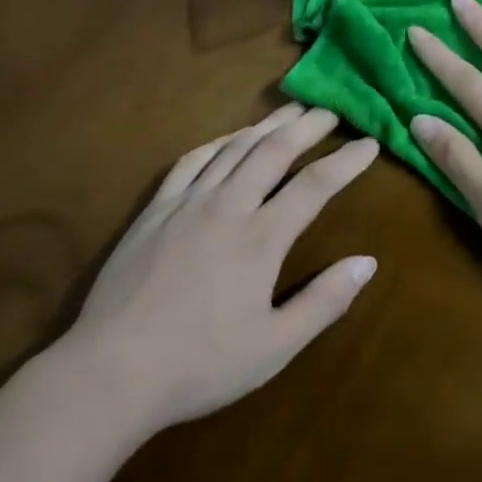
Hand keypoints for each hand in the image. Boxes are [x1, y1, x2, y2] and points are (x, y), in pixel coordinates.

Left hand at [73, 103, 380, 433]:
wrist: (112, 371)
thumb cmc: (201, 364)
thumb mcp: (274, 347)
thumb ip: (324, 301)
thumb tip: (368, 262)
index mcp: (260, 239)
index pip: (314, 186)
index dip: (346, 161)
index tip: (369, 144)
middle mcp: (226, 207)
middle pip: (272, 151)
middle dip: (306, 126)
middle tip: (330, 111)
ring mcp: (186, 204)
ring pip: (232, 149)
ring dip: (265, 126)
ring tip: (289, 112)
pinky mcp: (154, 211)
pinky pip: (189, 162)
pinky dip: (216, 143)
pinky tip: (227, 140)